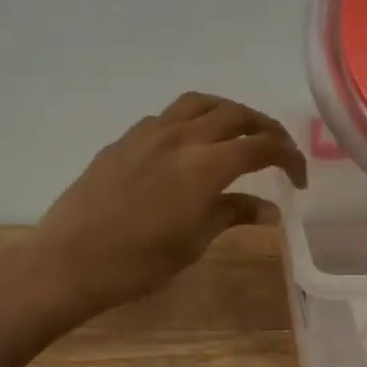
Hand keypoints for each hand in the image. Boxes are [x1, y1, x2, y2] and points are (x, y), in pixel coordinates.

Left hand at [28, 93, 305, 319]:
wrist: (67, 260)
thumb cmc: (136, 263)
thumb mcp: (193, 243)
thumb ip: (232, 215)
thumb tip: (268, 209)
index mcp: (204, 165)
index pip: (261, 146)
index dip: (289, 157)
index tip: (299, 179)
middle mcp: (181, 136)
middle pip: (235, 114)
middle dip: (264, 128)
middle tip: (277, 150)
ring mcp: (149, 132)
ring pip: (200, 103)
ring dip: (228, 112)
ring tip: (238, 132)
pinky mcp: (125, 138)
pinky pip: (169, 115)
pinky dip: (192, 119)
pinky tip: (189, 144)